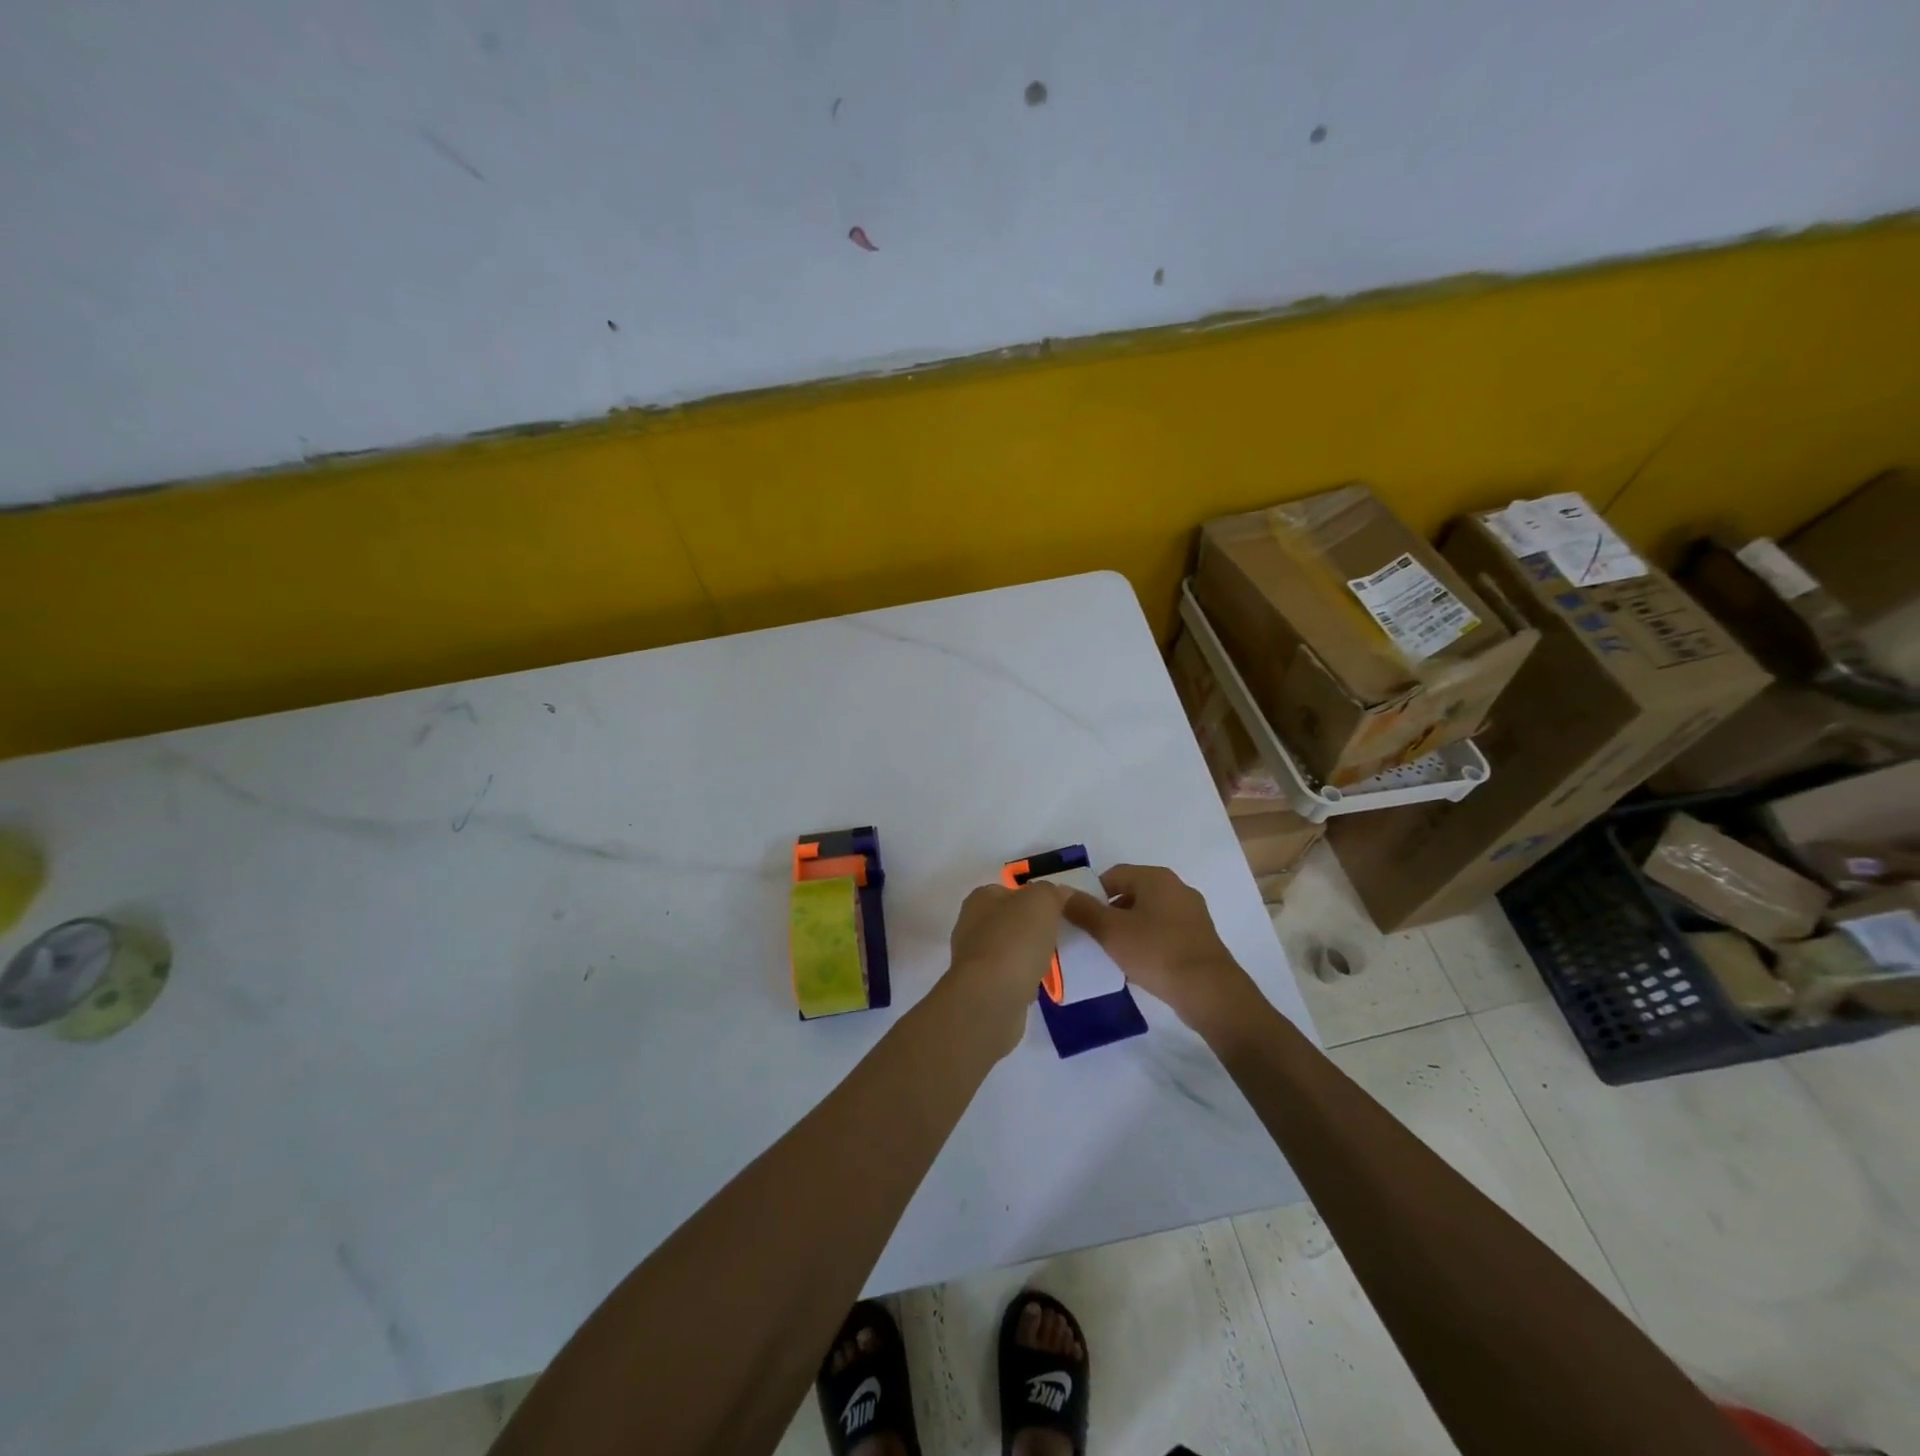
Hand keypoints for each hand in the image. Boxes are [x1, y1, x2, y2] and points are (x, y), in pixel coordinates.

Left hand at [942, 882, 1066, 1056]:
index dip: (1034, 898)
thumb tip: (1057, 894)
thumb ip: (1050, 892)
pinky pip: (1007, 977)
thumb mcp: (1041, 901)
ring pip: (1008, 950)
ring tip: (1051, 963)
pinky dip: (1022, 980)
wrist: (991, 998)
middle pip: (1009, 921)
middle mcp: (970, 925)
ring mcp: (973, 959)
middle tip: (1058, 937)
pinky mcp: (980, 988)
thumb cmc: (1014, 941)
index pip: (1009, 891)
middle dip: (1032, 929)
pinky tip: (1037, 986)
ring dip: (1027, 956)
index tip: (1057, 912)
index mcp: (980, 899)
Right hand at [1060, 864, 1256, 1033]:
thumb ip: (1083, 910)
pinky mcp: (1200, 939)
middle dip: (1111, 912)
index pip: (1114, 874)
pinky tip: (1140, 965)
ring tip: (1115, 953)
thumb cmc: (1156, 952)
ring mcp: (1192, 914)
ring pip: (1149, 914)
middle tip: (1094, 936)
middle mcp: (1177, 888)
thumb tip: (1059, 892)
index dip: (1093, 893)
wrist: (1209, 991)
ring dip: (1130, 929)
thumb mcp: (1111, 931)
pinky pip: (1165, 933)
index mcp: (1156, 878)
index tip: (1081, 917)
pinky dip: (1149, 942)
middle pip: (1132, 893)